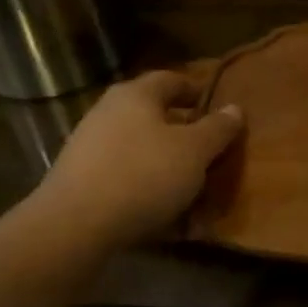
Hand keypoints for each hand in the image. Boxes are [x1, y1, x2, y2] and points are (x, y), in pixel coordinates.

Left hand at [24, 71, 242, 259]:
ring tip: (189, 187)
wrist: (73, 227)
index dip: (197, 91)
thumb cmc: (144, 175)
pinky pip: (123, 176)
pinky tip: (161, 213)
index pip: (172, 79)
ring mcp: (88, 146)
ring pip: (139, 148)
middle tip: (208, 151)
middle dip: (182, 132)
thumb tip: (234, 108)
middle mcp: (108, 111)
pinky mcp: (78, 180)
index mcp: (137, 95)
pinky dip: (144, 187)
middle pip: (153, 115)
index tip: (216, 108)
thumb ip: (218, 128)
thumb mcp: (195, 151)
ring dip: (164, 163)